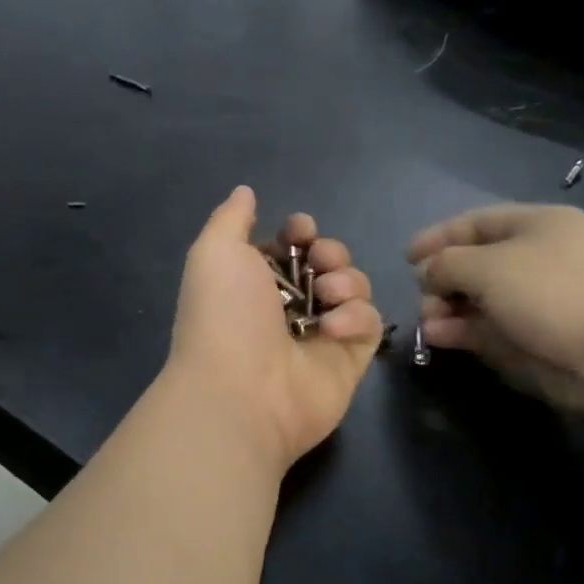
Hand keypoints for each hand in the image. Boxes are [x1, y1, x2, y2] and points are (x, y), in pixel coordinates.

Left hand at [168, 187, 382, 470]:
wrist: (242, 391)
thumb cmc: (225, 315)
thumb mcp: (215, 252)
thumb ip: (231, 218)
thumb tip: (245, 192)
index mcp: (253, 279)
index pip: (291, 244)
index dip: (301, 230)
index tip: (300, 230)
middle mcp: (287, 305)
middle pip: (328, 260)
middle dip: (330, 252)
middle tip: (320, 265)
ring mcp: (320, 332)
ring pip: (353, 286)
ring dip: (345, 281)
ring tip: (327, 296)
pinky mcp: (349, 359)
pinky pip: (369, 322)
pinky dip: (355, 318)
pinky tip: (332, 330)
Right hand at [407, 204, 583, 415]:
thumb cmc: (555, 292)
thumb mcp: (487, 266)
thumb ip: (447, 264)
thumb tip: (430, 273)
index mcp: (540, 224)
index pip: (477, 222)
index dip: (439, 237)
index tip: (407, 258)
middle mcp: (545, 257)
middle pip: (480, 263)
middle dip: (444, 280)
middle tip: (423, 300)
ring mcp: (550, 299)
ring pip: (487, 300)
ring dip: (451, 309)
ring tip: (429, 325)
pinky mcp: (553, 337)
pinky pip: (500, 327)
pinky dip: (470, 331)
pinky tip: (443, 338)